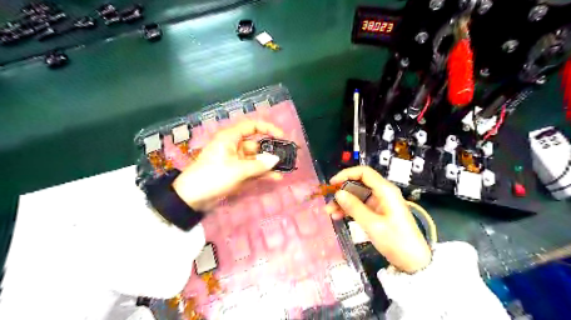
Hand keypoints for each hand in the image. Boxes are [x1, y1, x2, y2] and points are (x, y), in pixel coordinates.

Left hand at [172, 120, 282, 209]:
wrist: (192, 198)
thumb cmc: (213, 176)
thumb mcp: (238, 170)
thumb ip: (259, 165)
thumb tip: (276, 160)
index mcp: (230, 138)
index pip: (252, 126)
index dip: (268, 128)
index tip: (281, 136)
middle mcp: (234, 146)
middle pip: (256, 144)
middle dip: (271, 150)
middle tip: (287, 156)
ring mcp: (235, 160)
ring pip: (256, 159)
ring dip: (268, 164)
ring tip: (284, 169)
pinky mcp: (236, 173)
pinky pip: (252, 170)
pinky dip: (262, 173)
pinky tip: (276, 178)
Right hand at [325, 166, 427, 273]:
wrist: (413, 261)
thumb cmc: (396, 241)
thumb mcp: (372, 224)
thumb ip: (354, 207)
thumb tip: (338, 193)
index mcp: (385, 190)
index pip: (364, 172)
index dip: (346, 174)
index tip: (332, 183)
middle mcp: (383, 193)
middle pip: (358, 184)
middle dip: (342, 191)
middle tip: (329, 202)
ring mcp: (380, 202)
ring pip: (357, 195)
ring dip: (343, 202)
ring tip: (330, 212)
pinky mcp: (378, 212)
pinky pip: (360, 205)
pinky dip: (349, 209)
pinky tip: (338, 216)